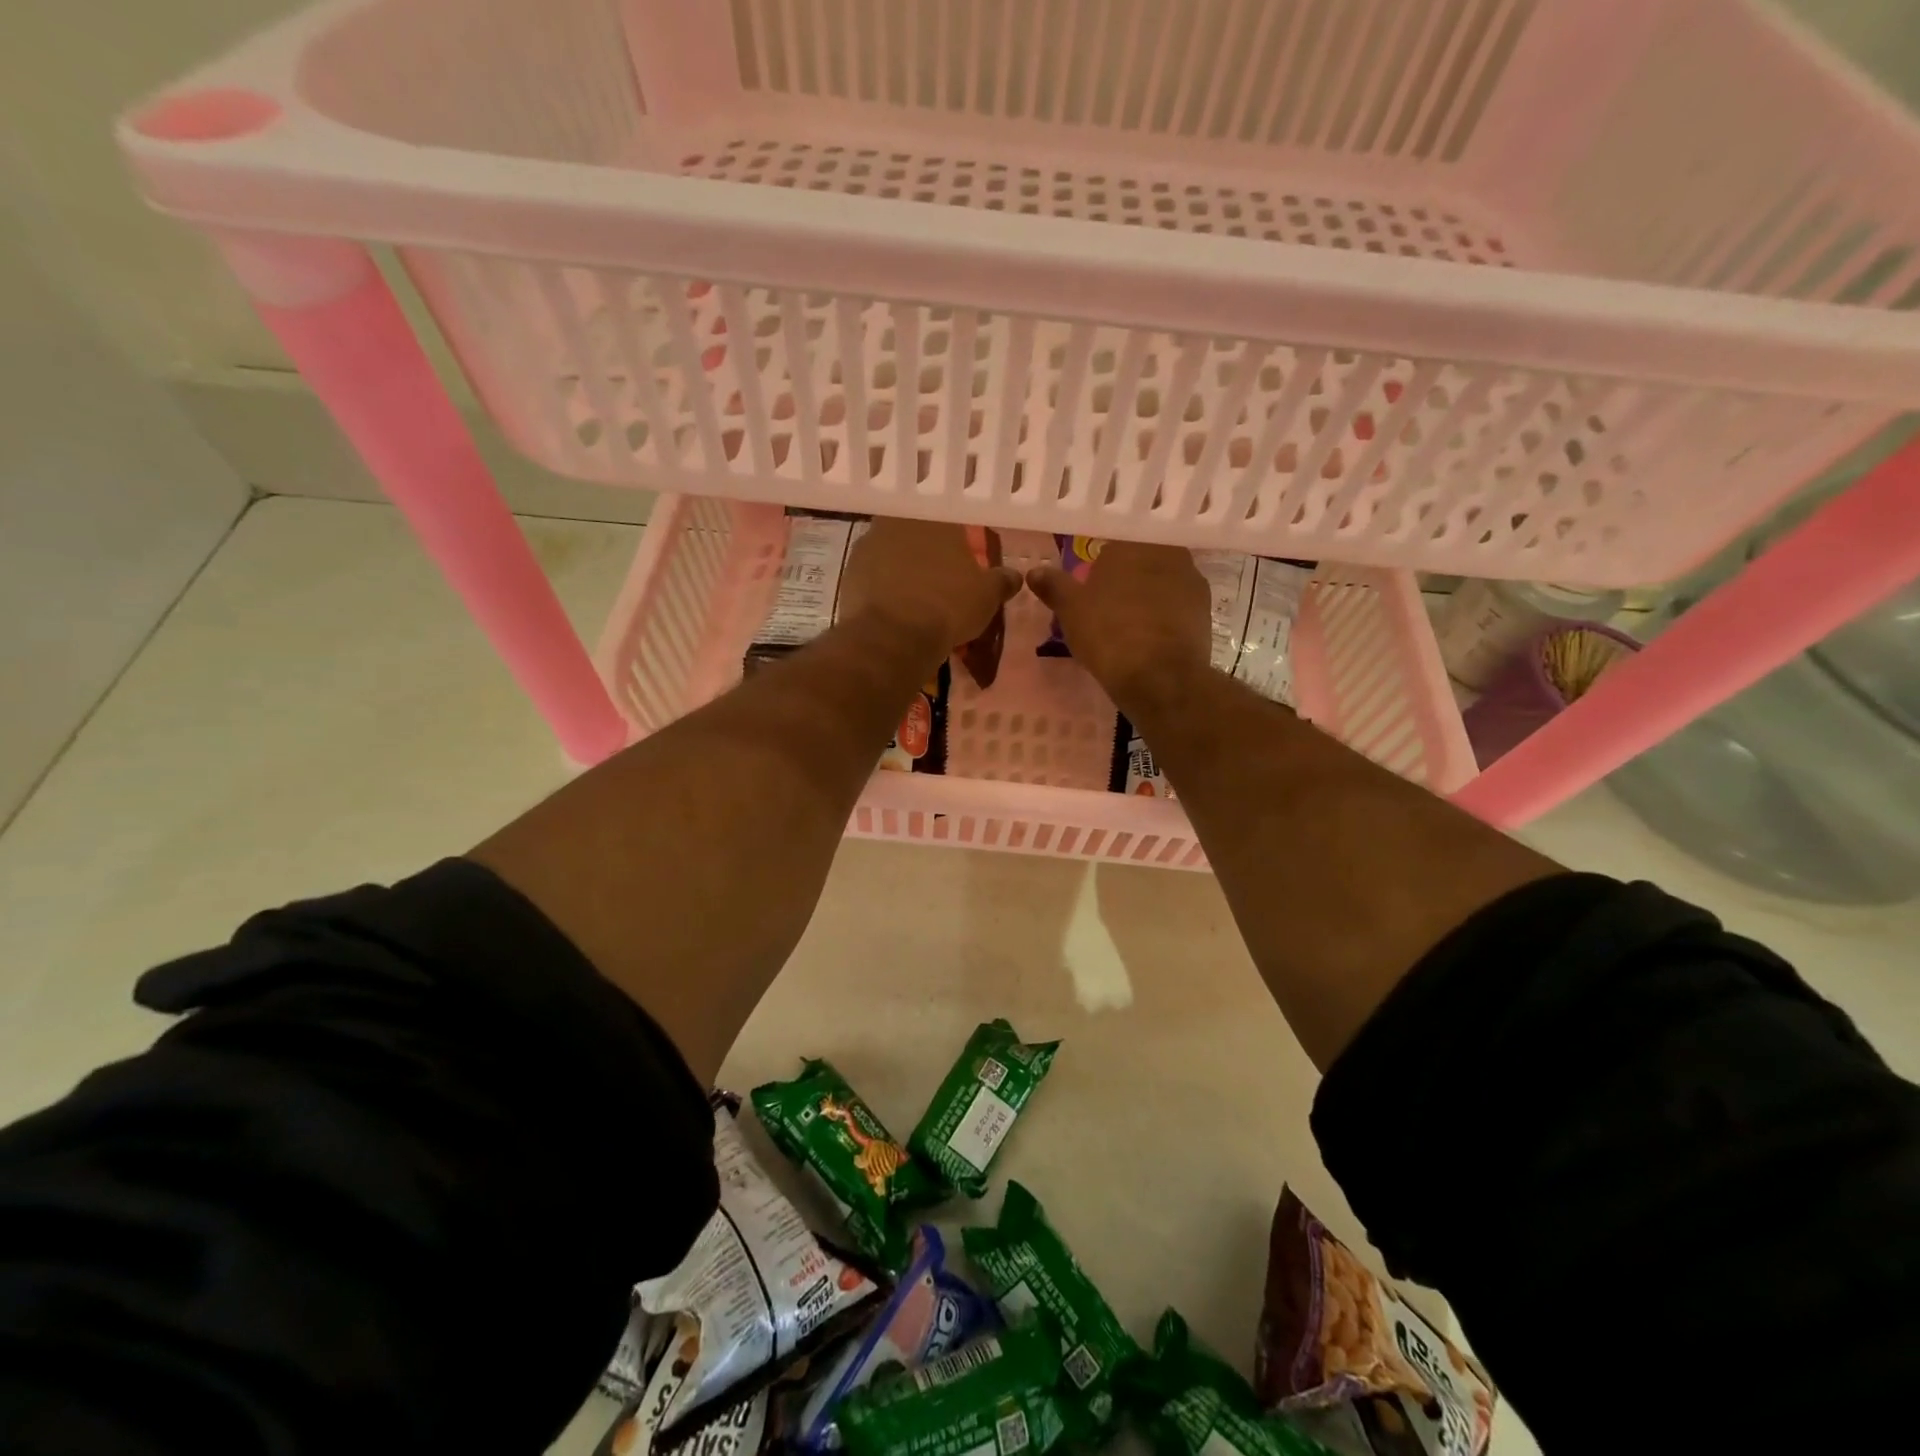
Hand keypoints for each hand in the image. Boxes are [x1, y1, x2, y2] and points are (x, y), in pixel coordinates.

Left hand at [839, 517, 1021, 653]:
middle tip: (939, 579)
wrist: (894, 636)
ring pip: (892, 553)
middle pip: (917, 534)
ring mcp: (869, 545)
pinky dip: (883, 588)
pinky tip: (894, 609)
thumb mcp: (987, 596)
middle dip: (927, 553)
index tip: (961, 560)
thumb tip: (1014, 575)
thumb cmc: (948, 606)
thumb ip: (1002, 580)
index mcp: (936, 517)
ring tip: (915, 597)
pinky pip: (873, 576)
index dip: (957, 541)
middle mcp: (899, 521)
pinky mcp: (849, 573)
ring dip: (902, 569)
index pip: (950, 521)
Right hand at [1027, 541, 1211, 707]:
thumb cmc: (1108, 635)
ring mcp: (1191, 579)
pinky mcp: (1206, 608)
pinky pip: (1179, 604)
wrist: (1160, 676)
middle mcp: (1165, 551)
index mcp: (1129, 544)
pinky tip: (1153, 637)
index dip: (1101, 569)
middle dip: (1128, 578)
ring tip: (1132, 625)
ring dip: (1150, 596)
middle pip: (1140, 561)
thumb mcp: (1071, 611)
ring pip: (1163, 581)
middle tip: (1109, 608)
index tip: (1092, 590)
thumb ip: (1054, 586)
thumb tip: (1034, 571)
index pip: (1112, 545)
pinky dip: (1167, 615)